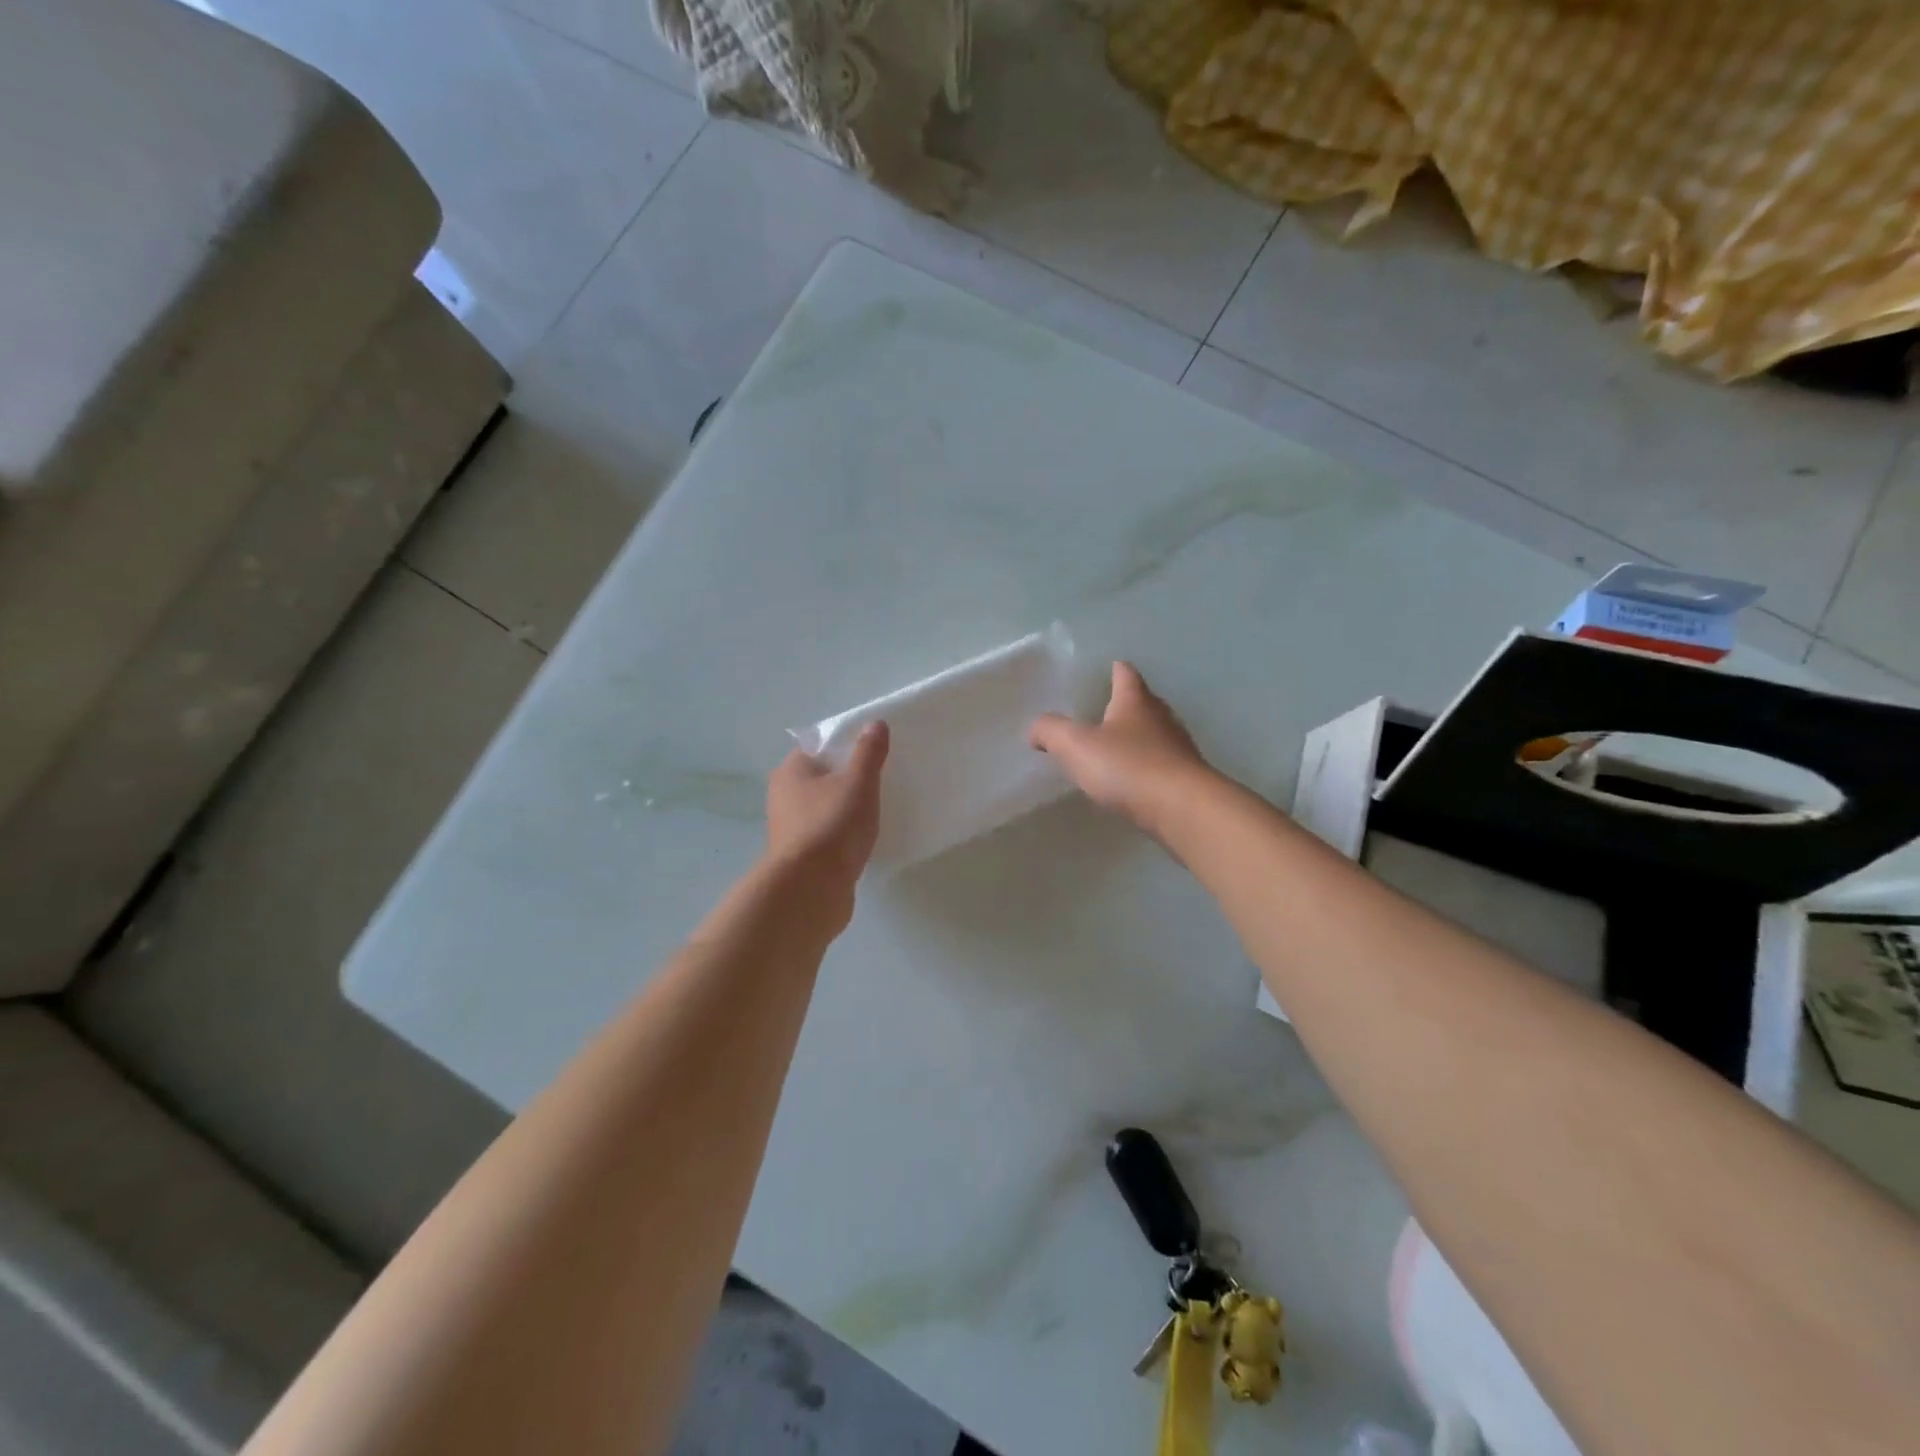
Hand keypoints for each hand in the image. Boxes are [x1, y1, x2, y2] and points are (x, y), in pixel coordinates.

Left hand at [765, 722, 889, 898]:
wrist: (810, 890)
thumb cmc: (831, 826)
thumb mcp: (858, 782)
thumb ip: (868, 752)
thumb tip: (875, 723)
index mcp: (791, 771)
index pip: (819, 746)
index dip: (846, 745)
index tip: (874, 751)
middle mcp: (784, 796)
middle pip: (822, 777)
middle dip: (848, 778)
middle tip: (882, 779)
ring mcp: (791, 828)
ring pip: (824, 808)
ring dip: (846, 809)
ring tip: (878, 810)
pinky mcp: (802, 857)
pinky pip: (827, 835)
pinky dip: (843, 834)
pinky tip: (864, 839)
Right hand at [1029, 662, 1212, 837]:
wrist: (1183, 809)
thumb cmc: (1128, 767)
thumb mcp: (1076, 745)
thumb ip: (1051, 731)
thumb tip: (1035, 728)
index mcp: (1135, 702)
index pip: (1126, 675)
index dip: (1116, 670)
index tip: (1110, 667)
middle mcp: (1162, 718)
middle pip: (1144, 703)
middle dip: (1126, 705)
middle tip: (1104, 710)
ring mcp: (1178, 748)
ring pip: (1155, 734)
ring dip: (1138, 738)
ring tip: (1115, 748)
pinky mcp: (1186, 778)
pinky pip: (1162, 764)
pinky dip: (1147, 766)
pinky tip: (1133, 781)